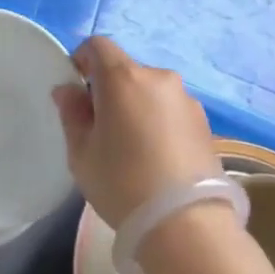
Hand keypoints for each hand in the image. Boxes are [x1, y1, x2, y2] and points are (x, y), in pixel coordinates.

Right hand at [52, 36, 221, 228]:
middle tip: (102, 128)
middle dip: (110, 90)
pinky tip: (158, 159)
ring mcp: (186, 100)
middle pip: (125, 70)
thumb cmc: (123, 183)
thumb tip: (68, 90)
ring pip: (150, 92)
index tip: (77, 91)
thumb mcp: (81, 152)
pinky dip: (160, 123)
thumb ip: (72, 113)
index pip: (97, 46)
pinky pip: (171, 111)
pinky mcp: (206, 124)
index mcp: (123, 77)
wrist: (188, 226)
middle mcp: (158, 78)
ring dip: (137, 107)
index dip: (82, 60)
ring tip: (134, 148)